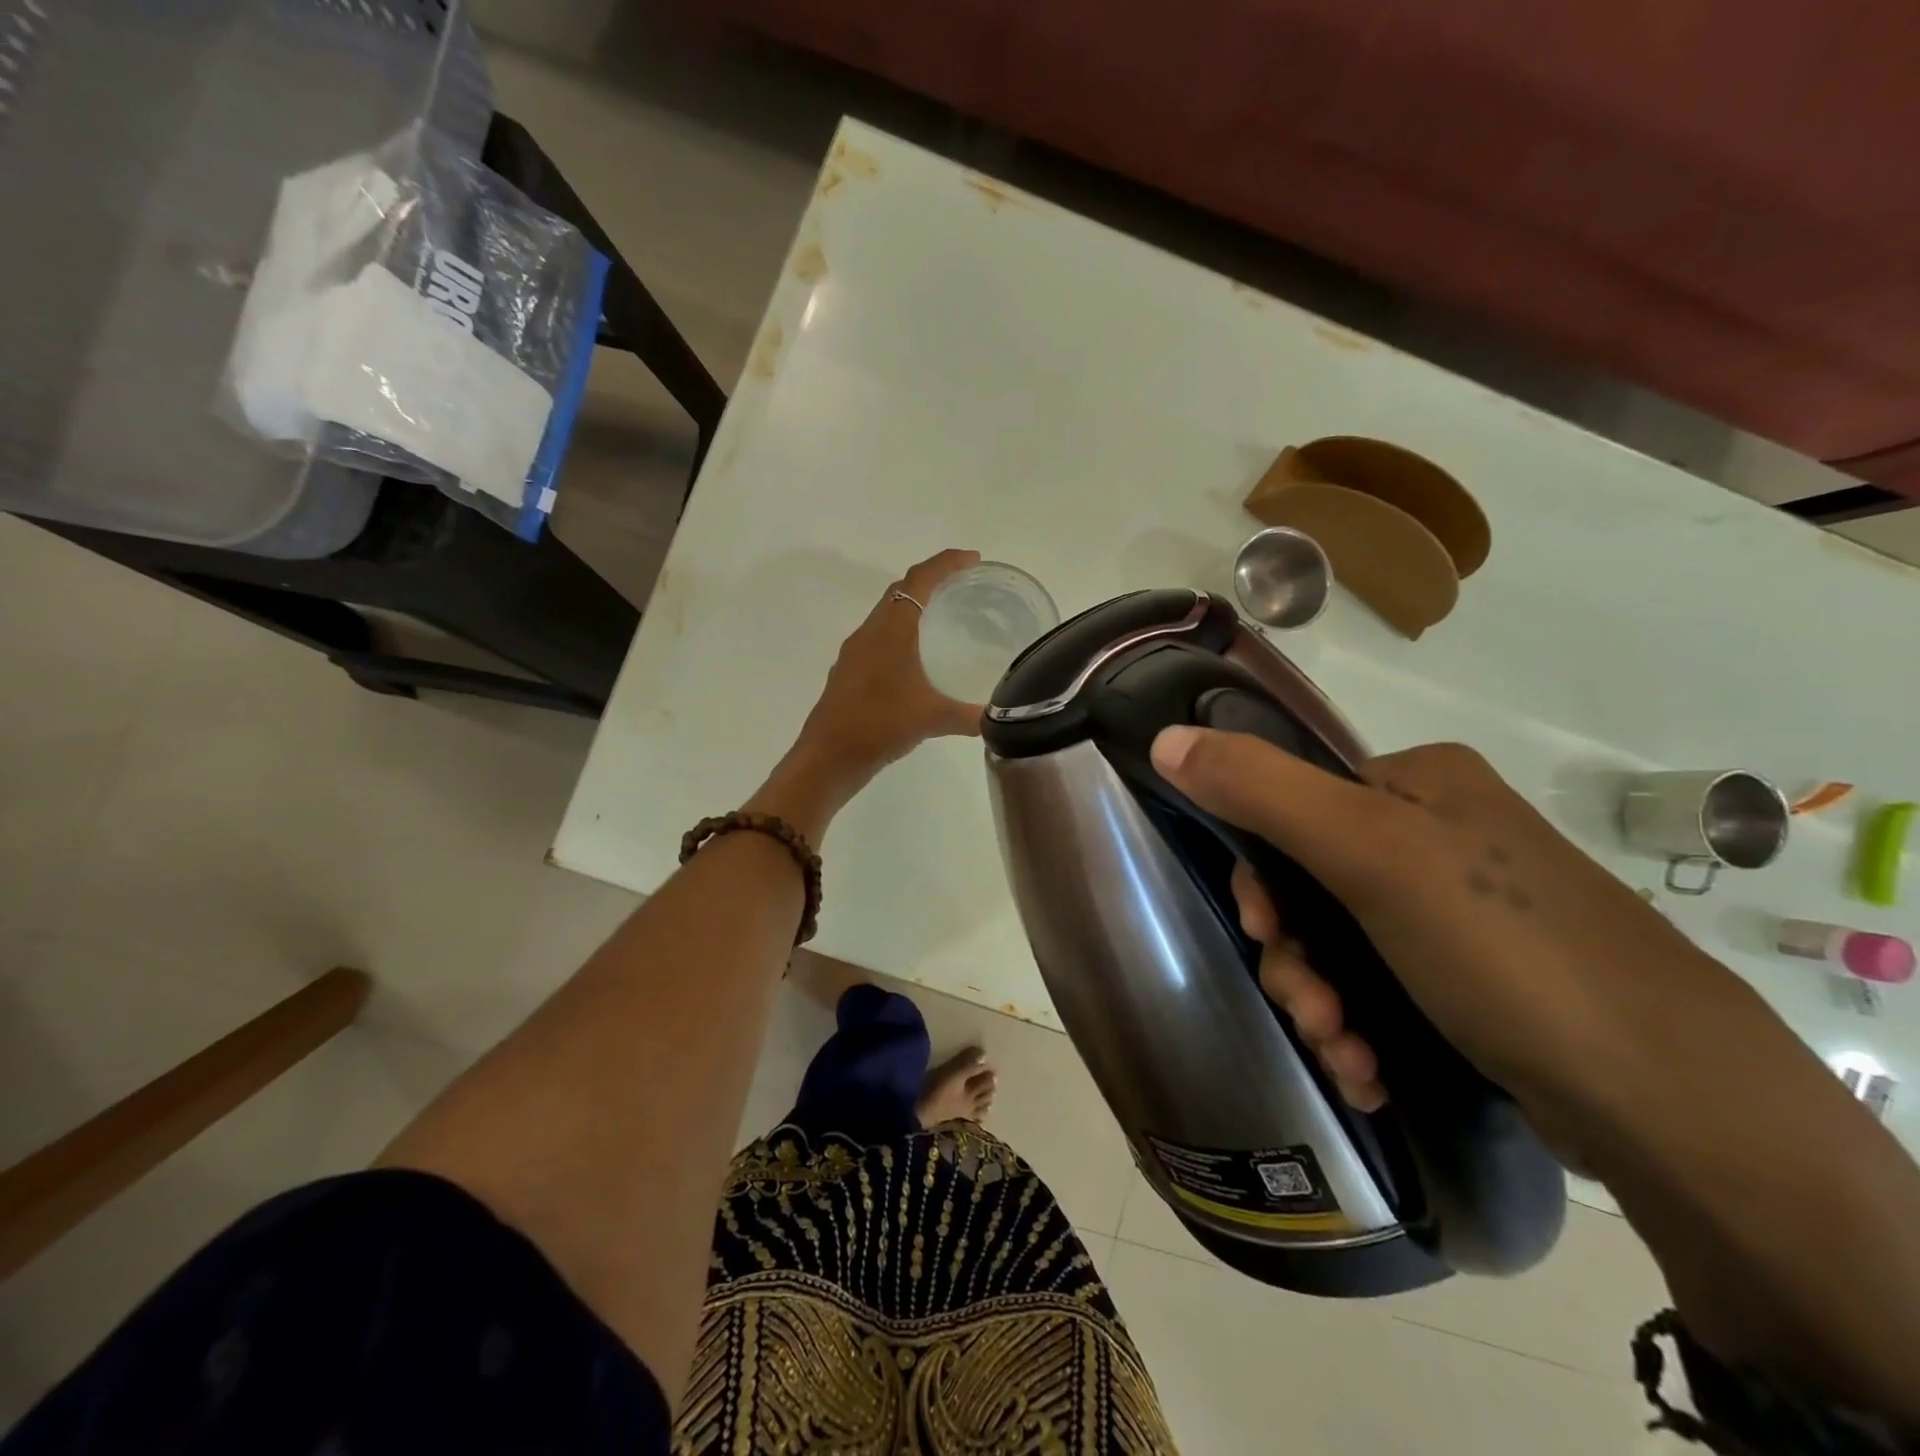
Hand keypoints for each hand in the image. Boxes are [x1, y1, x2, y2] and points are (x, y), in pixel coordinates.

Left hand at [788, 550, 985, 792]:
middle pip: (900, 591)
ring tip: (944, 618)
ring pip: (887, 616)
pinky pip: (879, 639)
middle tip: (964, 585)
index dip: (946, 563)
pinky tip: (916, 661)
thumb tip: (1000, 719)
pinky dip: (901, 635)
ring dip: (913, 608)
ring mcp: (855, 653)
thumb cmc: (879, 726)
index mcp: (890, 630)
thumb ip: (970, 716)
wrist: (827, 757)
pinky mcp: (849, 673)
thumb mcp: (932, 720)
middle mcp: (869, 633)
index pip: (918, 580)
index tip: (973, 559)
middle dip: (932, 581)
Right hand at [1149, 730, 1734, 1130]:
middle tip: (1311, 1011)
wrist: (1674, 1102)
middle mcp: (1439, 835)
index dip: (1263, 875)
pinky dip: (1362, 1028)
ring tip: (1345, 1056)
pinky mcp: (1478, 980)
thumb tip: (1164, 738)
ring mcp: (1462, 911)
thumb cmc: (1503, 948)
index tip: (1262, 931)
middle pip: (1313, 886)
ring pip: (1343, 945)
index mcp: (1417, 783)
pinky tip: (1369, 1073)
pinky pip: (1385, 987)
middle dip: (1296, 957)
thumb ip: (1260, 789)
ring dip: (1323, 1003)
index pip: (1293, 807)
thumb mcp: (1368, 853)